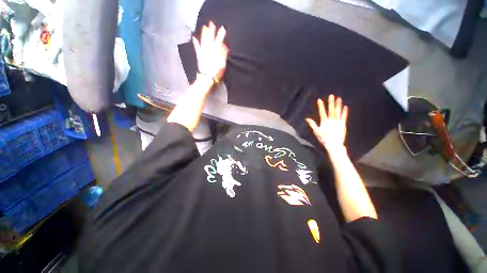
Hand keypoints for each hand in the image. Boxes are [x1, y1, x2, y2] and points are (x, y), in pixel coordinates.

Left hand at [192, 21, 228, 81]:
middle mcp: (209, 49)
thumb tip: (224, 45)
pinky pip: (197, 48)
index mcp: (216, 51)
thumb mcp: (223, 64)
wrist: (208, 78)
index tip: (222, 28)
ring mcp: (203, 52)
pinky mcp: (199, 56)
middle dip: (211, 31)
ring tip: (204, 27)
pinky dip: (195, 43)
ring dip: (204, 34)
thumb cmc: (217, 72)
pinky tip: (194, 37)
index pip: (219, 41)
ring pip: (204, 41)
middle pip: (210, 38)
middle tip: (211, 23)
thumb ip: (223, 54)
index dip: (221, 34)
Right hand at [306, 95, 348, 151]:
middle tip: (332, 95)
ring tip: (339, 98)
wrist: (333, 144)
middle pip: (331, 110)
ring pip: (338, 112)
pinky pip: (344, 117)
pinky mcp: (342, 124)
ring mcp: (337, 122)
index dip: (321, 106)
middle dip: (331, 102)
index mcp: (324, 121)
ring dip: (338, 105)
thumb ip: (312, 124)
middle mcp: (331, 120)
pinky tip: (345, 107)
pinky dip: (345, 112)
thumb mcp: (316, 131)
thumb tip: (307, 118)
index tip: (320, 100)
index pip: (322, 112)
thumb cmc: (323, 138)